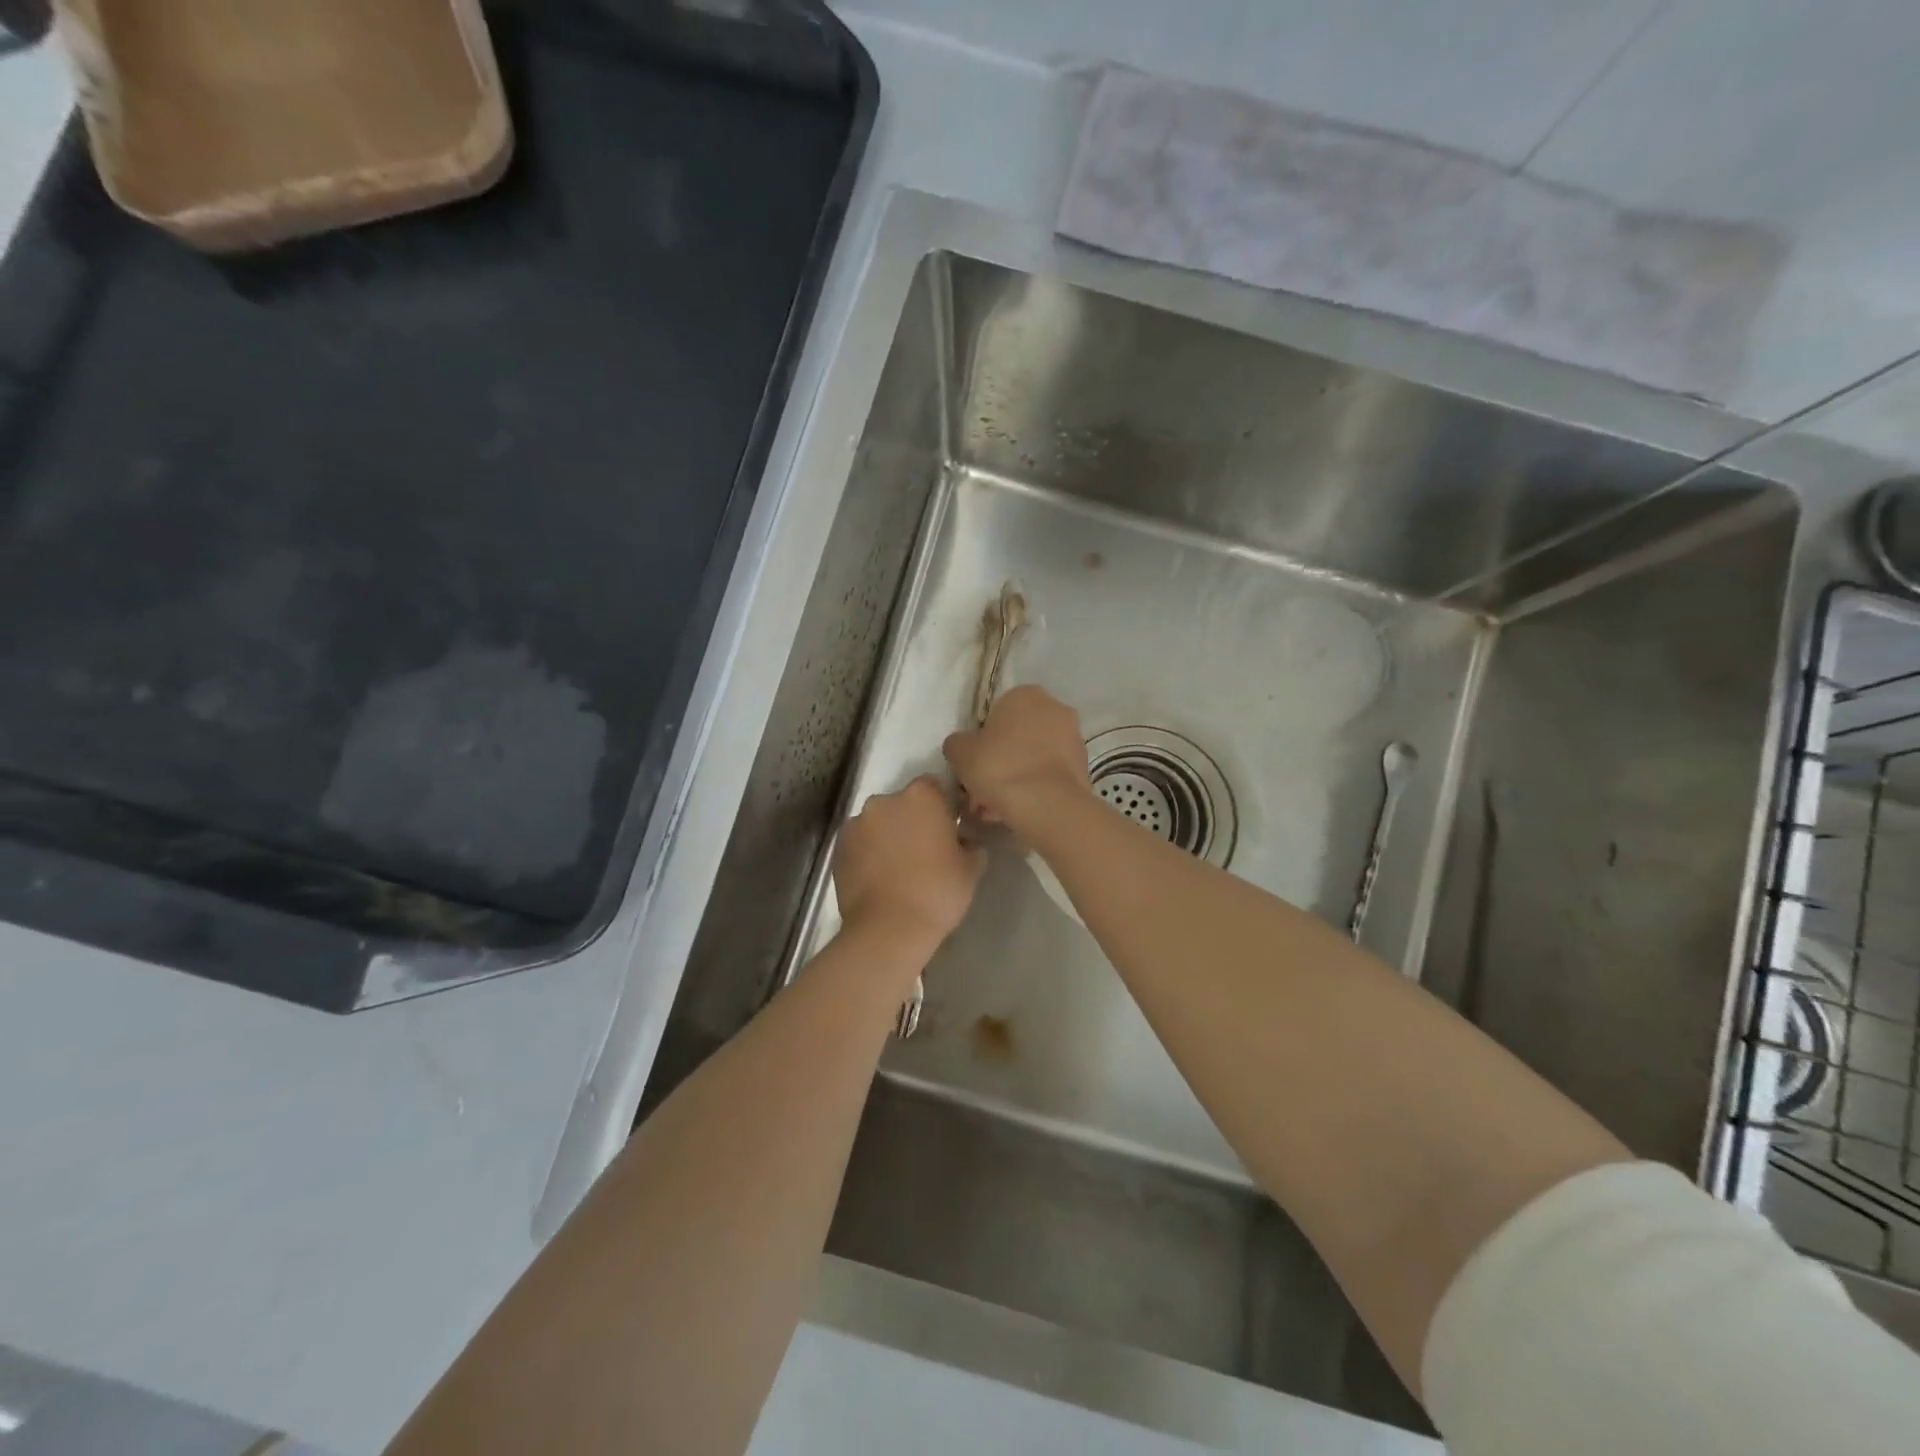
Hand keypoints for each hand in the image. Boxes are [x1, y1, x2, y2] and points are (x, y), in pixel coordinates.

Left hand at [833, 776, 985, 948]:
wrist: (888, 929)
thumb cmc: (937, 892)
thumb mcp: (971, 868)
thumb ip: (971, 844)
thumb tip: (965, 841)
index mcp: (921, 796)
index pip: (934, 786)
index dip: (942, 806)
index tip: (948, 829)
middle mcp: (885, 800)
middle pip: (903, 803)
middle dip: (913, 820)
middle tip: (925, 851)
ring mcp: (857, 822)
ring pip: (880, 823)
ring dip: (889, 836)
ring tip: (899, 868)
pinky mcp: (839, 847)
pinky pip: (861, 842)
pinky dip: (869, 852)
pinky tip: (880, 877)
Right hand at [943, 685, 1092, 834]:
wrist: (1046, 803)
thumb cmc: (999, 767)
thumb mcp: (960, 752)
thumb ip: (958, 743)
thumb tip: (963, 745)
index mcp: (1024, 694)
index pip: (997, 712)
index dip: (983, 739)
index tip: (975, 763)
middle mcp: (1054, 707)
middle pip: (1019, 734)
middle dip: (1002, 758)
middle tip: (984, 787)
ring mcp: (1074, 737)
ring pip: (1035, 755)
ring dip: (1018, 775)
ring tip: (998, 807)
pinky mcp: (1084, 766)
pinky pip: (1050, 774)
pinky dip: (1036, 787)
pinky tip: (1019, 810)